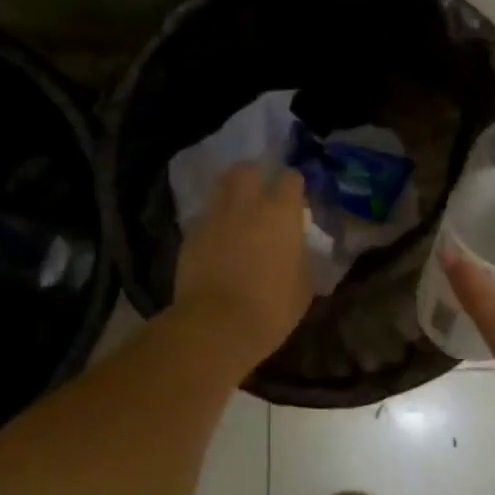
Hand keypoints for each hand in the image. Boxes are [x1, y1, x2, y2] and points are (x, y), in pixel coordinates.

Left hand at [174, 163, 312, 364]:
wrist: (216, 325)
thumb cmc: (271, 307)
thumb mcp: (304, 284)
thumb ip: (302, 256)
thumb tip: (298, 248)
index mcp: (280, 212)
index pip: (290, 178)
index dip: (294, 186)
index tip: (296, 200)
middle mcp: (246, 204)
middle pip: (247, 169)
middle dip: (256, 176)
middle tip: (262, 194)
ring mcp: (214, 217)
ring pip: (221, 187)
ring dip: (232, 193)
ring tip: (238, 212)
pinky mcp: (191, 235)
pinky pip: (206, 217)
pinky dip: (214, 222)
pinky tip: (219, 241)